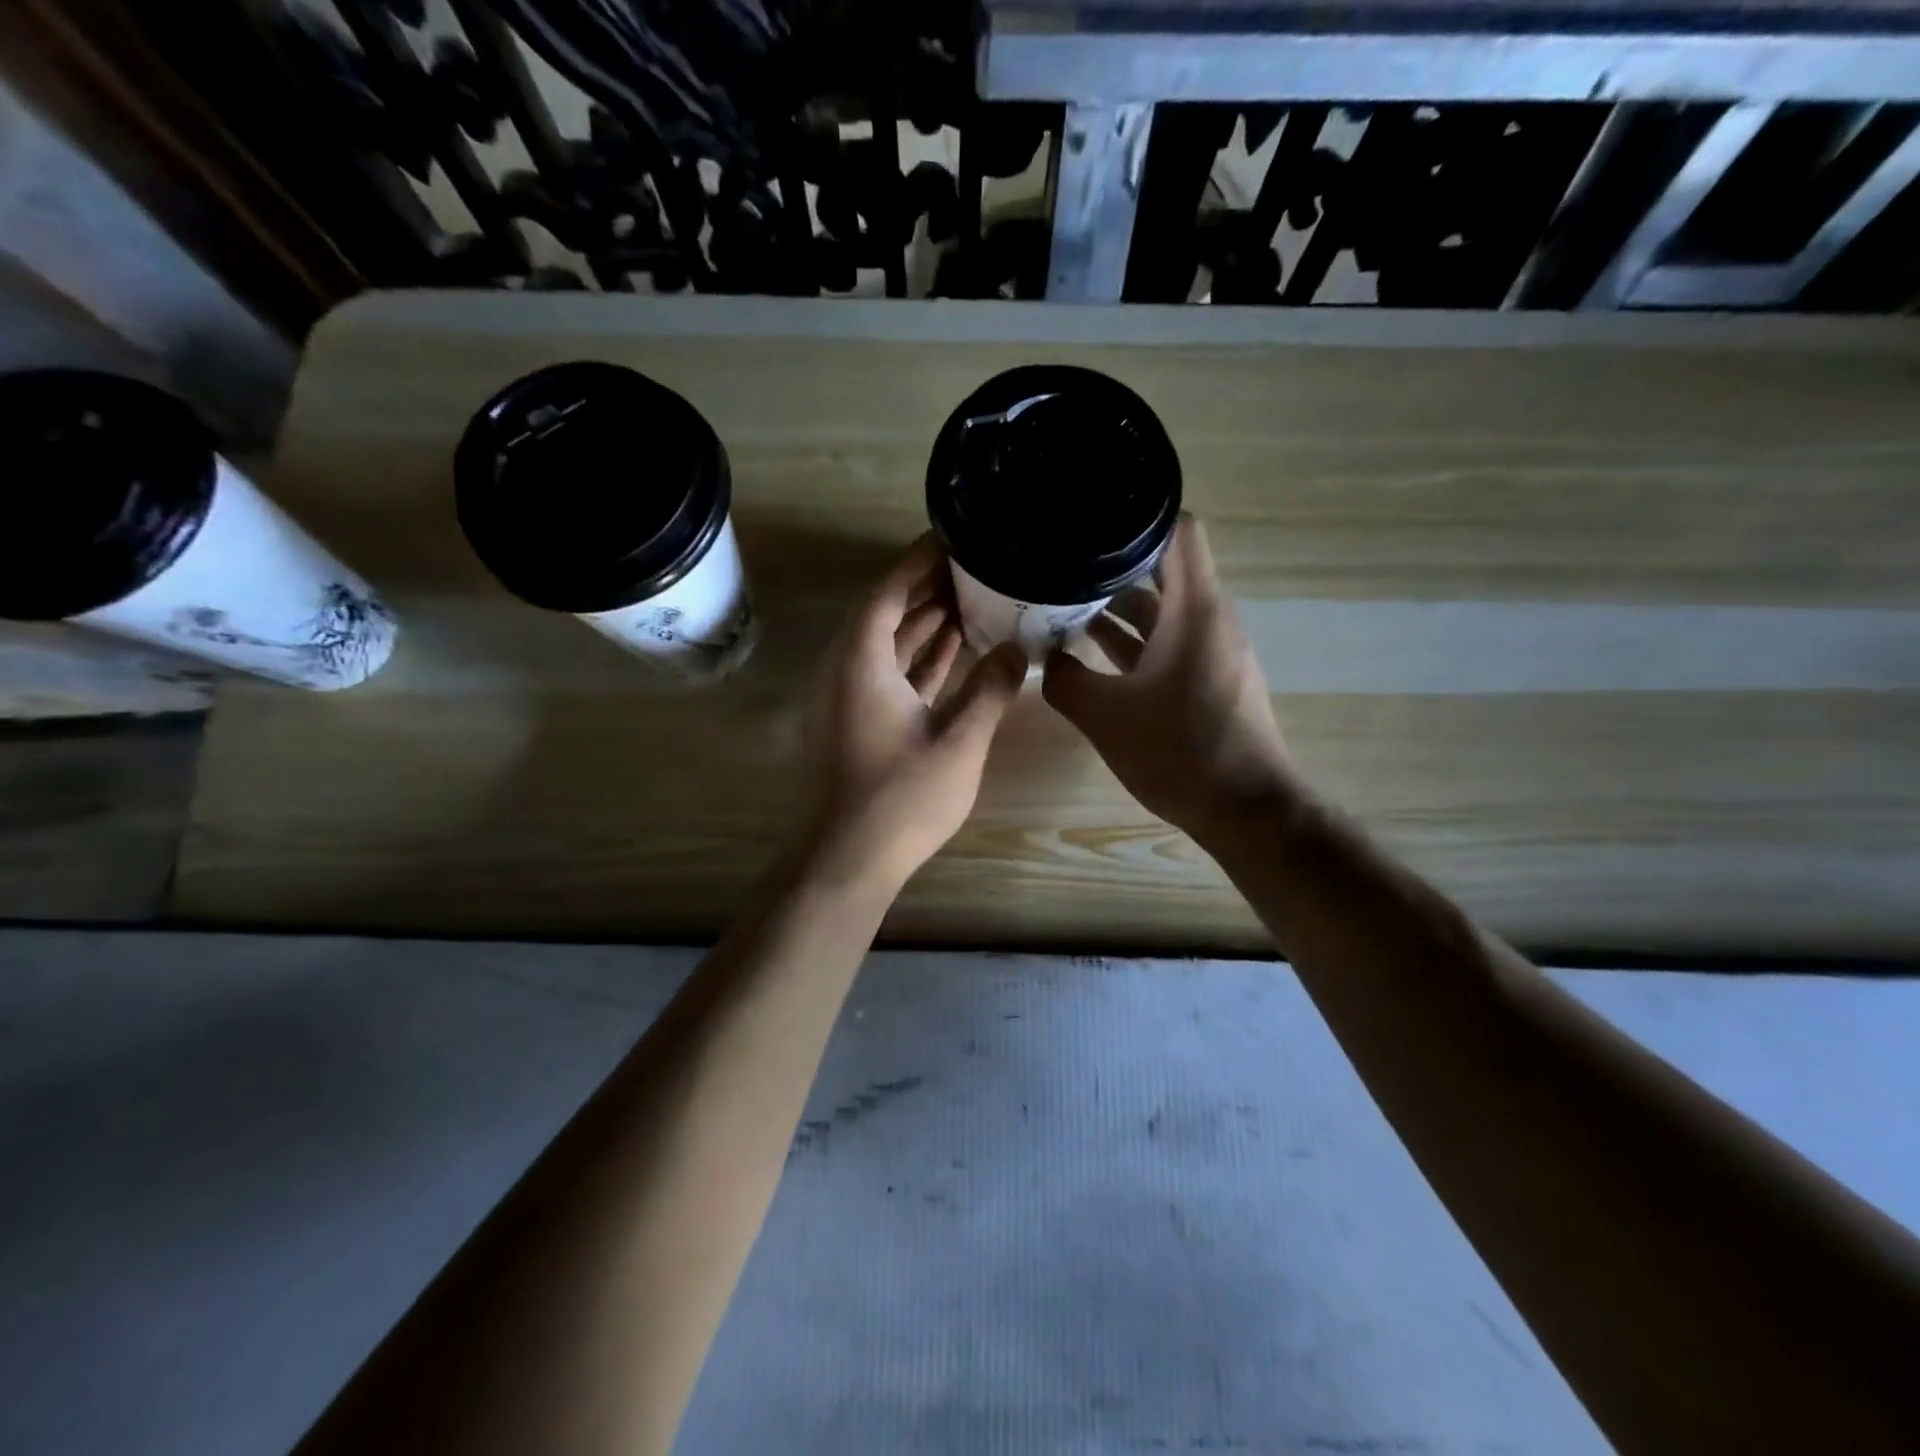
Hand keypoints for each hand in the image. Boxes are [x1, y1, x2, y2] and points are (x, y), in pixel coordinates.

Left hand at [802, 536, 1027, 889]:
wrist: (849, 859)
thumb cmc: (902, 798)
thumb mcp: (959, 741)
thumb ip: (991, 689)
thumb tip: (1019, 649)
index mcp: (861, 663)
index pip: (887, 592)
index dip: (917, 562)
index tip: (952, 538)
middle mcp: (847, 671)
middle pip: (885, 614)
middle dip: (926, 589)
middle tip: (972, 566)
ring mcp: (850, 699)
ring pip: (888, 647)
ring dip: (924, 624)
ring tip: (971, 599)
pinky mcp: (858, 723)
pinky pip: (889, 675)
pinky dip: (918, 660)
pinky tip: (954, 650)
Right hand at [1042, 516, 1296, 840]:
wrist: (1245, 810)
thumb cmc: (1179, 751)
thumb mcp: (1105, 715)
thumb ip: (1064, 680)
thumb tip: (1044, 659)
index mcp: (1194, 609)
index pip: (1178, 530)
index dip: (1136, 517)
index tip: (1089, 522)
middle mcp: (1210, 619)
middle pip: (1164, 569)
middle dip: (1111, 565)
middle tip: (1060, 566)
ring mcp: (1213, 651)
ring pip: (1163, 611)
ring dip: (1118, 608)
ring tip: (1064, 606)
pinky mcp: (1210, 680)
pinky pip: (1169, 644)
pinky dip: (1135, 642)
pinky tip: (1092, 654)